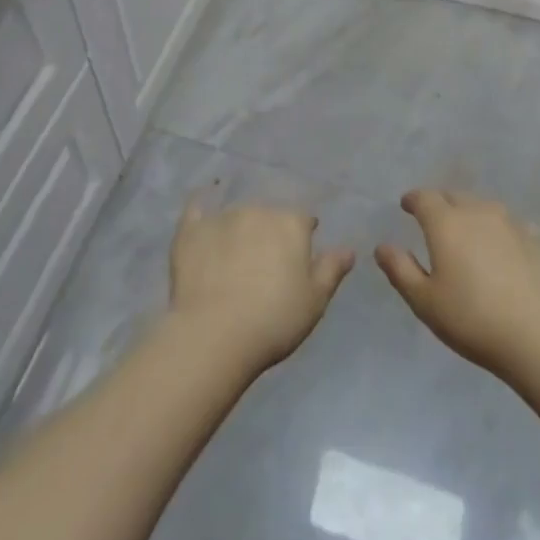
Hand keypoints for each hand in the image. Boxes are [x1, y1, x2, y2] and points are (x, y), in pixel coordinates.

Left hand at [169, 197, 354, 373]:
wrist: (214, 334)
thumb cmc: (274, 320)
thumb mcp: (315, 301)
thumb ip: (331, 269)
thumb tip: (348, 249)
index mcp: (290, 223)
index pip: (303, 220)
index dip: (304, 236)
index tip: (300, 256)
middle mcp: (257, 210)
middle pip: (269, 215)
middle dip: (271, 232)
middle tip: (267, 263)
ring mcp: (221, 217)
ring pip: (237, 215)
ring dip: (241, 229)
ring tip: (236, 257)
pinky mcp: (190, 230)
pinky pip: (197, 208)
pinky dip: (202, 206)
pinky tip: (201, 205)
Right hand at [376, 188, 539, 380]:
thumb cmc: (473, 319)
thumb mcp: (424, 301)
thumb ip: (400, 270)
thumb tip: (382, 246)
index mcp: (446, 223)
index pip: (424, 197)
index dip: (413, 199)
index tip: (407, 206)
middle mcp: (478, 212)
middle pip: (455, 196)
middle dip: (441, 203)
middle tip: (434, 220)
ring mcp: (512, 224)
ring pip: (485, 207)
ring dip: (471, 214)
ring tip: (468, 233)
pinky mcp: (539, 241)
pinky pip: (512, 226)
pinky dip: (501, 232)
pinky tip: (504, 249)